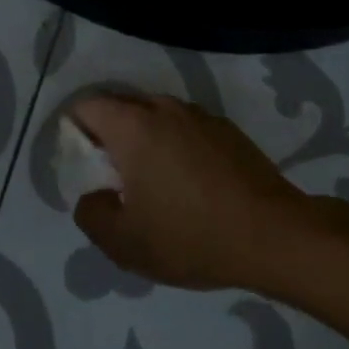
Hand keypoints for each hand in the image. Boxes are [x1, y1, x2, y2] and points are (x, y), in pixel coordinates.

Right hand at [69, 94, 306, 290]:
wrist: (274, 235)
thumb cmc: (191, 236)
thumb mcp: (124, 243)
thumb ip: (91, 214)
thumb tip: (94, 196)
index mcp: (133, 125)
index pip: (86, 106)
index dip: (75, 133)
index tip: (85, 168)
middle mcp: (164, 108)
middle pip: (120, 107)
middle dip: (108, 137)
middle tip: (115, 180)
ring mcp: (200, 115)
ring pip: (155, 117)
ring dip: (144, 141)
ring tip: (155, 185)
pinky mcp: (227, 129)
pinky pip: (185, 128)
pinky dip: (176, 146)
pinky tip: (191, 185)